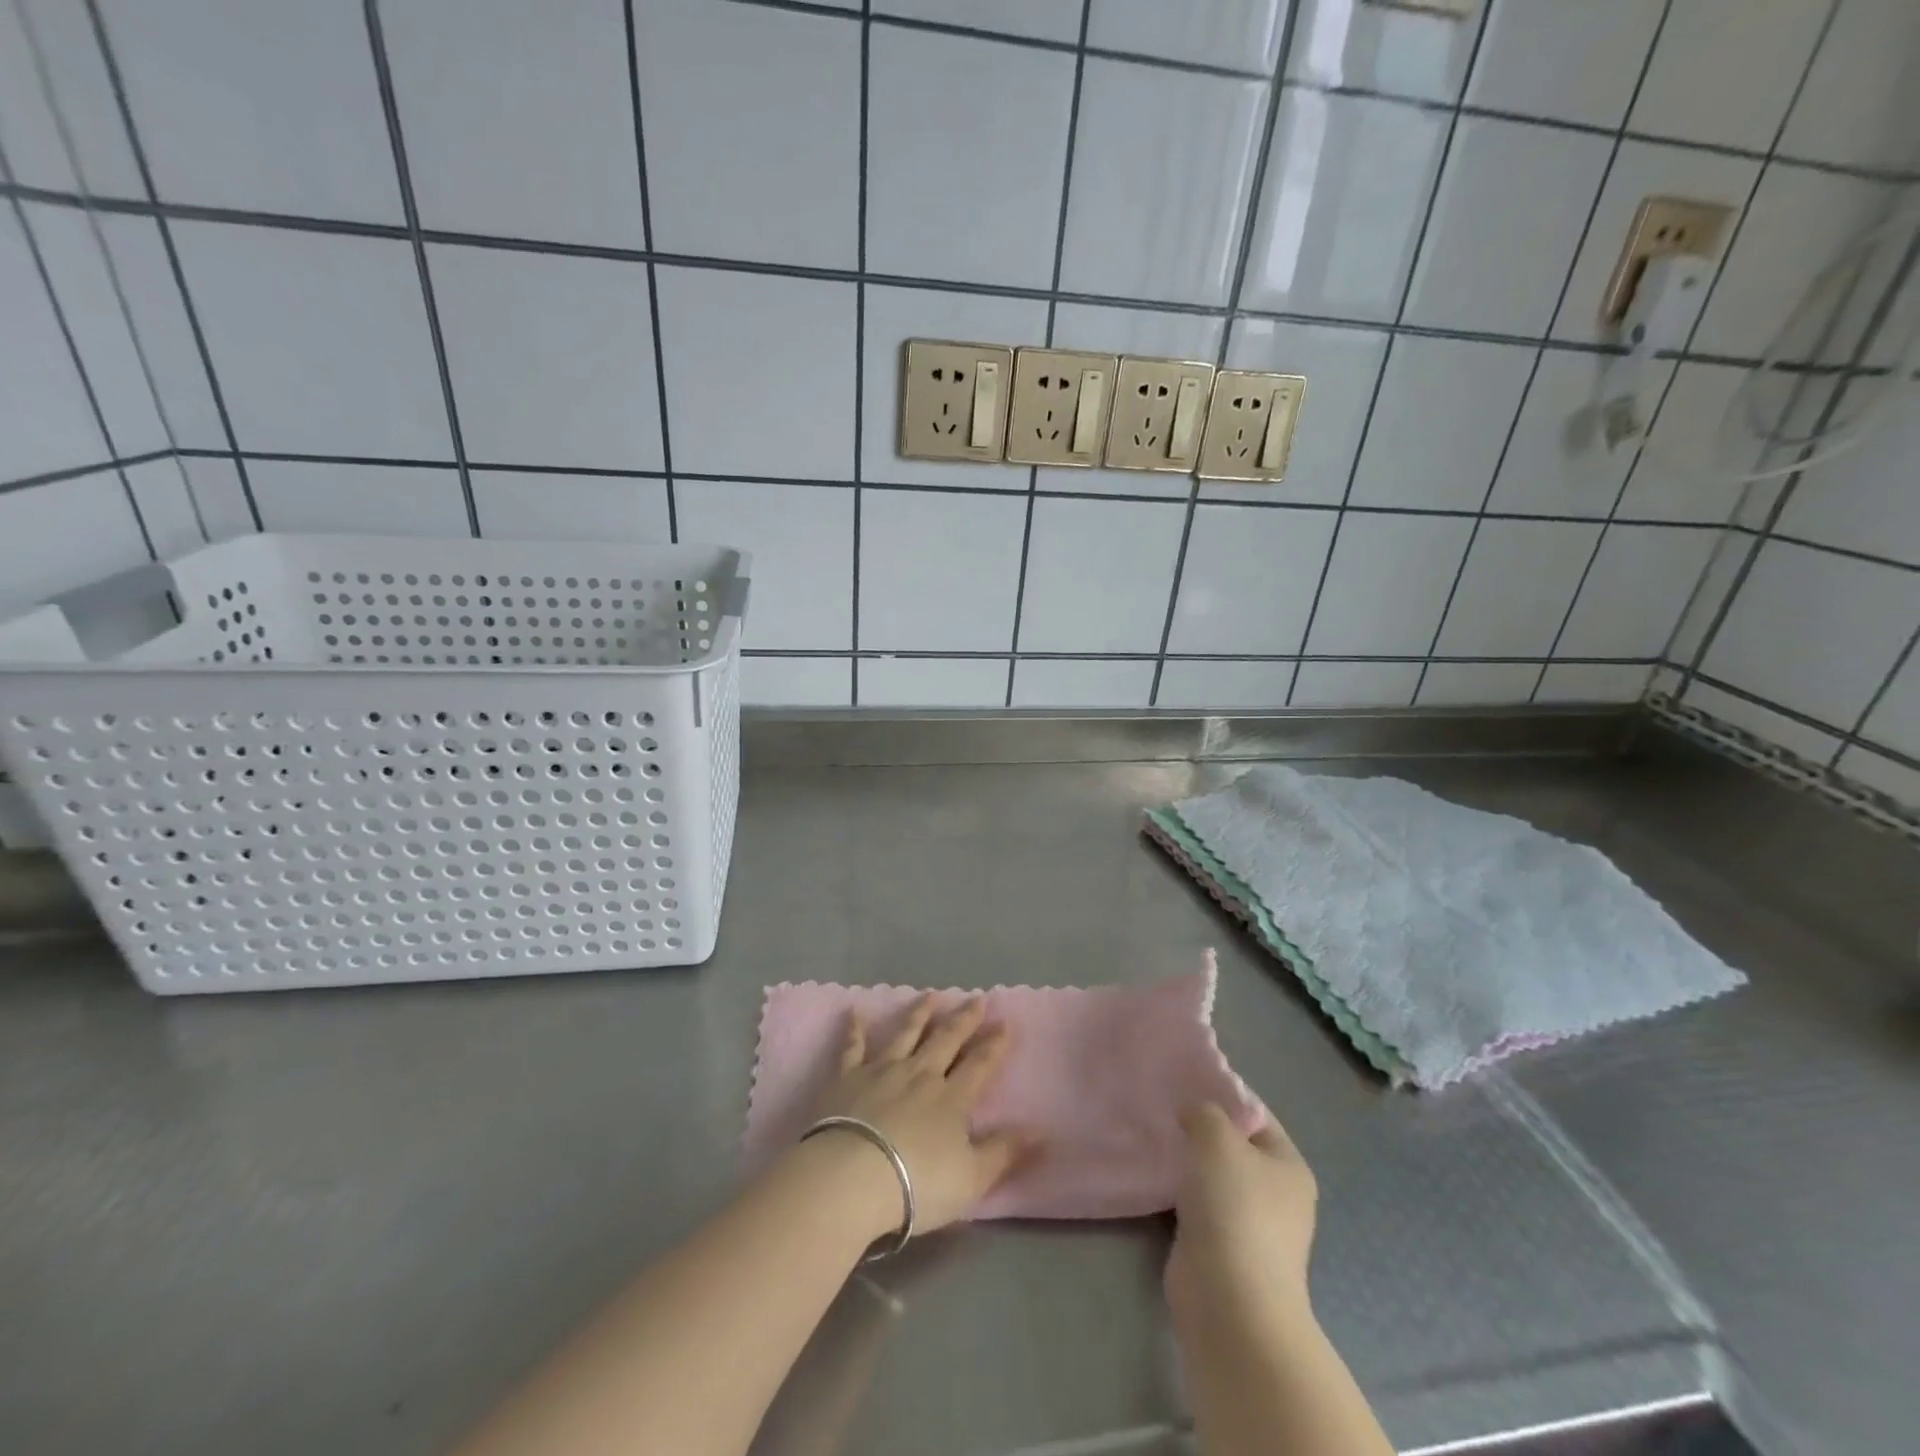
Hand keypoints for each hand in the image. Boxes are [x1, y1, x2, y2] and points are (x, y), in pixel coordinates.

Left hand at [802, 995, 1033, 1238]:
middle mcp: (920, 1074)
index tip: (1006, 1022)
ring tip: (931, 995)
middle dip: (964, 1019)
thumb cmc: (916, 1184)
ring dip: (920, 1013)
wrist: (851, 1177)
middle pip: (946, 1040)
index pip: (980, 1064)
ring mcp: (882, 1071)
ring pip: (906, 1034)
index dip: (995, 1044)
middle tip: (977, 998)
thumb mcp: (972, 1178)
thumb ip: (1005, 1152)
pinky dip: (855, 1029)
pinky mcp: (847, 1077)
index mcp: (952, 1098)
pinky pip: (852, 1047)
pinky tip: (854, 1012)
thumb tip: (1043, 1131)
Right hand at [1165, 1103, 1317, 1323]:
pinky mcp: (1221, 1248)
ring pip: (1213, 1176)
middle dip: (1200, 1127)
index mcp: (1289, 1165)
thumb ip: (1204, 1112)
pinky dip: (1179, 1191)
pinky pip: (1198, 1204)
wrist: (1229, 1299)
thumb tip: (1194, 1114)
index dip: (1222, 1093)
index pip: (1255, 1114)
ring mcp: (1250, 1225)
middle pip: (1234, 1146)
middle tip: (1163, 1105)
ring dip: (1187, 1161)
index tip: (1184, 1080)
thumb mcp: (1217, 1138)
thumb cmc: (1234, 1207)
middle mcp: (1277, 1195)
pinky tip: (1154, 1174)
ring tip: (1154, 1135)